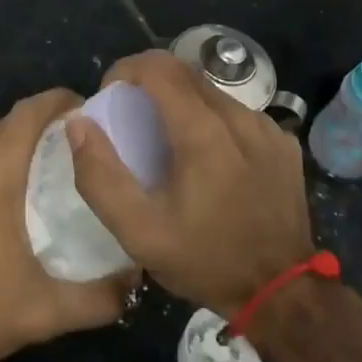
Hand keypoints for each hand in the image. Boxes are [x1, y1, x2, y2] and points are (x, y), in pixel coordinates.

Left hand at [0, 88, 132, 361]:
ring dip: (14, 148)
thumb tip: (134, 281)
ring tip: (46, 173)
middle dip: (42, 126)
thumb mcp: (42, 315)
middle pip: (6, 126)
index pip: (26, 114)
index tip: (87, 109)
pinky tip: (3, 203)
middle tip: (77, 148)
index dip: (58, 101)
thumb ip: (96, 298)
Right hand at [68, 50, 312, 314]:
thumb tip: (79, 124)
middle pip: (186, 73)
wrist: (282, 293)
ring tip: (166, 140)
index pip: (159, 68)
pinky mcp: (283, 142)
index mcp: (203, 133)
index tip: (110, 95)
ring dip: (181, 101)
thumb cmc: (206, 260)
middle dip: (150, 81)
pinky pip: (238, 114)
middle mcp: (240, 117)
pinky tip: (207, 158)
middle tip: (131, 116)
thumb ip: (100, 177)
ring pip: (213, 91)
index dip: (126, 69)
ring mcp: (267, 128)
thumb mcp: (139, 232)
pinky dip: (212, 120)